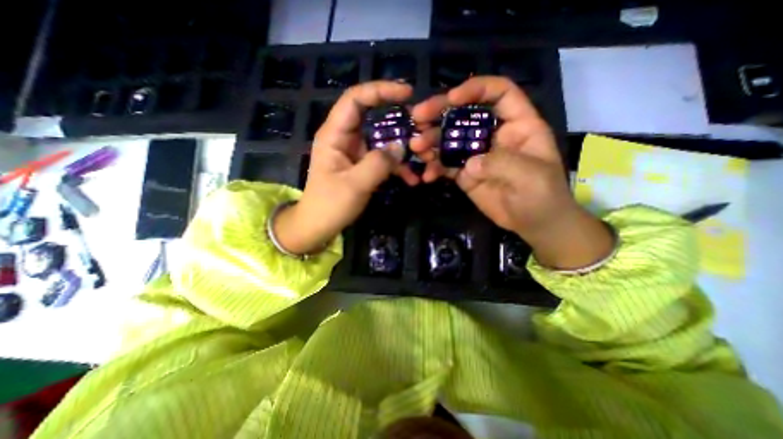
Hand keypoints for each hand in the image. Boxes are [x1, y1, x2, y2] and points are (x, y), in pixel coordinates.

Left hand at [275, 81, 433, 255]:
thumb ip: (378, 164)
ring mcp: (355, 152)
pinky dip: (397, 166)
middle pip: (373, 117)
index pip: (356, 99)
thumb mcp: (354, 185)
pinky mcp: (362, 166)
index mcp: (335, 134)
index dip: (380, 90)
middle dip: (398, 121)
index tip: (407, 94)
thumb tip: (401, 147)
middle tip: (421, 127)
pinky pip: (383, 158)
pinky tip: (411, 178)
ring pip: (382, 140)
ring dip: (402, 148)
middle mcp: (345, 138)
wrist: (319, 226)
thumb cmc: (330, 205)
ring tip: (422, 157)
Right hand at [412, 78, 614, 269]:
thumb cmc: (543, 196)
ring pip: (450, 140)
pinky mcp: (465, 173)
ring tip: (416, 148)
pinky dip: (434, 168)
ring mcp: (476, 155)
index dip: (476, 89)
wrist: (533, 224)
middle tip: (417, 117)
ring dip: (431, 142)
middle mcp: (493, 135)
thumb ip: (501, 163)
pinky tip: (426, 175)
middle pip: (465, 114)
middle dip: (440, 113)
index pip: (498, 93)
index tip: (451, 99)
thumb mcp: (530, 176)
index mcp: (517, 125)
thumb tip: (469, 164)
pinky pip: (446, 165)